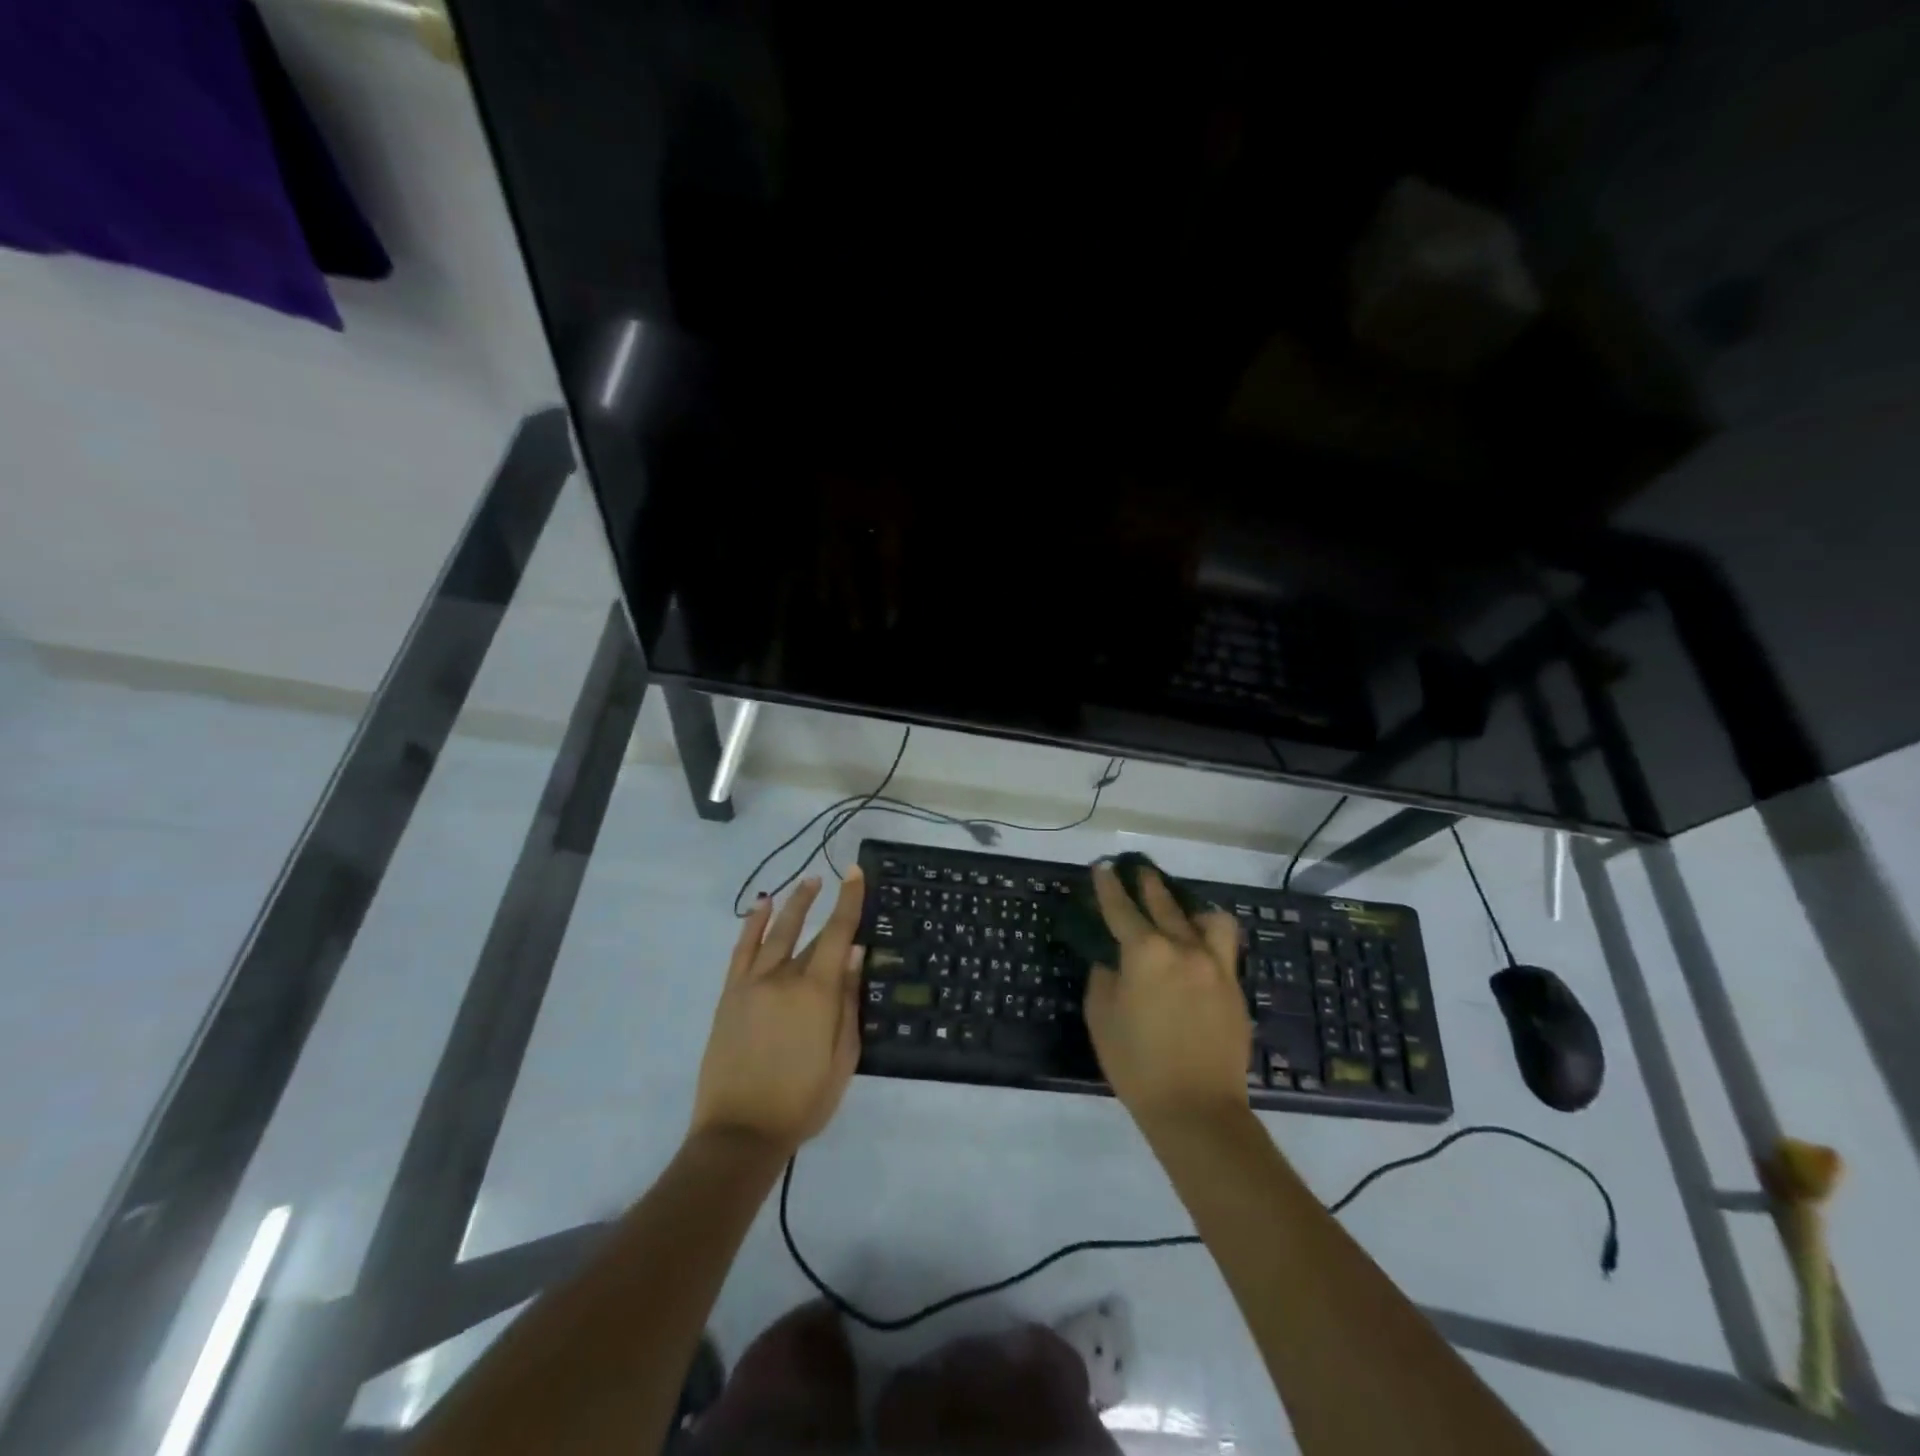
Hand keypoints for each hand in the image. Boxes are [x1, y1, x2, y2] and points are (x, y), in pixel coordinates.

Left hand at [691, 873, 866, 1155]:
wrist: (740, 1132)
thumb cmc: (803, 1101)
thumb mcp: (843, 1058)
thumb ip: (849, 1002)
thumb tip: (855, 954)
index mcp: (817, 993)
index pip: (838, 934)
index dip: (849, 901)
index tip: (855, 873)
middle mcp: (784, 977)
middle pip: (810, 934)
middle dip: (824, 903)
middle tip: (836, 877)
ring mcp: (752, 984)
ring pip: (775, 933)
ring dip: (792, 904)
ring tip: (807, 883)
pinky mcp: (730, 995)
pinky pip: (742, 950)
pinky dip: (753, 924)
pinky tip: (762, 906)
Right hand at [1082, 862, 1250, 1129]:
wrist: (1197, 1108)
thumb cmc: (1136, 1063)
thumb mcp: (1101, 1017)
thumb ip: (1104, 978)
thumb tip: (1112, 960)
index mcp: (1145, 952)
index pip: (1121, 909)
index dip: (1108, 887)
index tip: (1103, 867)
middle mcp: (1183, 948)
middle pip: (1164, 904)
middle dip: (1148, 884)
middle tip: (1138, 870)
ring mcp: (1216, 966)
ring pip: (1208, 919)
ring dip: (1191, 908)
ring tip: (1181, 912)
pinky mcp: (1235, 988)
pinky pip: (1223, 948)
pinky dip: (1208, 939)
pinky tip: (1198, 950)